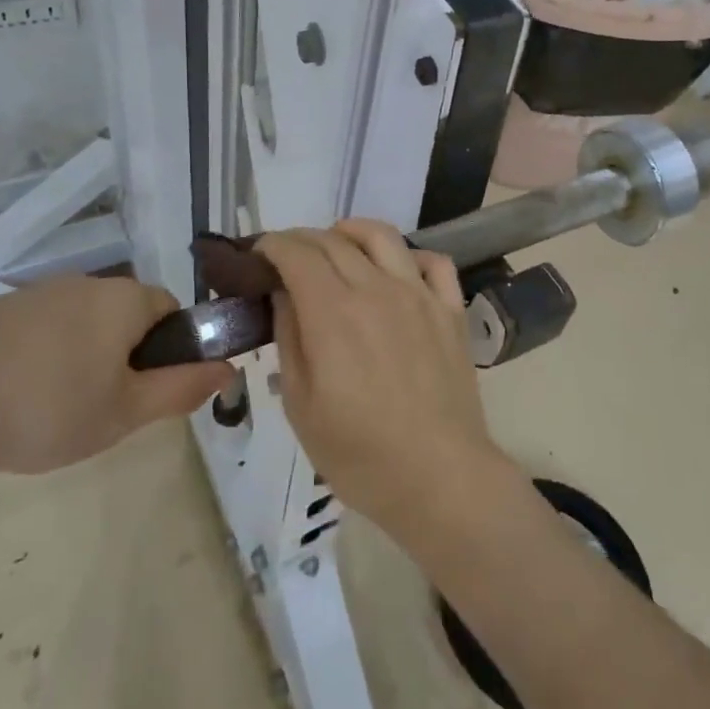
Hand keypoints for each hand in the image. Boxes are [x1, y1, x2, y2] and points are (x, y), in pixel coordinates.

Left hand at [0, 275, 232, 476]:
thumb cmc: (48, 411)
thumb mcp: (127, 412)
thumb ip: (184, 388)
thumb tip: (229, 368)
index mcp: (124, 299)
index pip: (170, 310)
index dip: (169, 349)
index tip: (146, 389)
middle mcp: (85, 282)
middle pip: (126, 314)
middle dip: (125, 353)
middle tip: (105, 405)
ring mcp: (36, 293)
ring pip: (82, 321)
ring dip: (83, 354)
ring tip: (56, 407)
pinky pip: (40, 327)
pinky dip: (42, 354)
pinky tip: (16, 396)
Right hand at [258, 221, 510, 534]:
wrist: (438, 476)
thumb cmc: (359, 452)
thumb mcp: (300, 405)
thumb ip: (289, 339)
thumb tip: (283, 295)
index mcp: (333, 312)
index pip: (297, 254)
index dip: (273, 246)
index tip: (259, 254)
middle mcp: (376, 289)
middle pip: (334, 241)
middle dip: (303, 239)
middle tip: (288, 256)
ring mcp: (419, 295)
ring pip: (383, 236)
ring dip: (352, 232)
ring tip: (338, 246)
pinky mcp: (450, 310)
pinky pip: (434, 262)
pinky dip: (410, 255)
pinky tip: (398, 271)